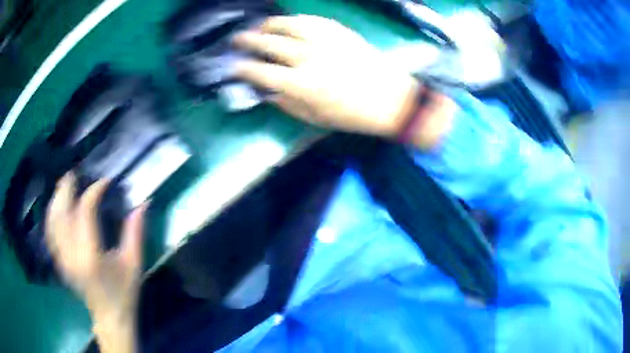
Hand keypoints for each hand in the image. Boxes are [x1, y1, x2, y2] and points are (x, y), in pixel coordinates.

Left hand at [46, 173, 145, 352]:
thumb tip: (143, 203)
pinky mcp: (60, 262)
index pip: (85, 212)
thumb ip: (136, 232)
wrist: (110, 318)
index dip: (94, 192)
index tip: (105, 182)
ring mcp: (62, 259)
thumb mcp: (134, 264)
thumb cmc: (124, 293)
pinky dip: (52, 215)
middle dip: (67, 188)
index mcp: (91, 256)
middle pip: (62, 212)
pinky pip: (50, 233)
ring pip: (52, 221)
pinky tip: (56, 207)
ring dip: (56, 199)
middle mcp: (71, 255)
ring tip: (64, 185)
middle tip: (76, 173)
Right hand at [233, 15, 419, 137]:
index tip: (234, 66)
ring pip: (289, 24)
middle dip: (248, 40)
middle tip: (237, 39)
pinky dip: (296, 20)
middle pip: (270, 43)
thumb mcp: (315, 118)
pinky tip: (289, 22)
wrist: (392, 100)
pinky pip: (312, 20)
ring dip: (270, 24)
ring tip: (260, 27)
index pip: (261, 72)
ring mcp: (326, 41)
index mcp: (302, 84)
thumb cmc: (353, 115)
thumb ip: (287, 104)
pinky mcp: (341, 32)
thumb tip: (267, 92)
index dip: (243, 68)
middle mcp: (310, 57)